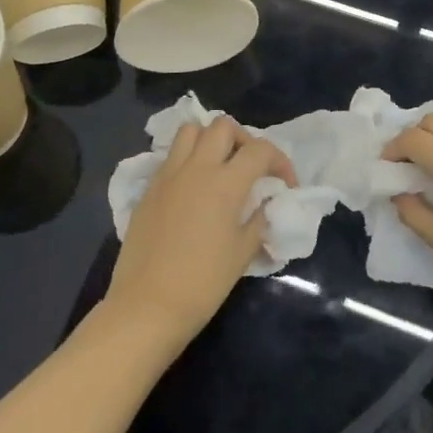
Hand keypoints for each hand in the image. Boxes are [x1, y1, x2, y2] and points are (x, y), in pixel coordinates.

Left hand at [106, 117, 296, 348]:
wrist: (146, 306)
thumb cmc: (202, 284)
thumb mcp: (242, 253)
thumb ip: (258, 220)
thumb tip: (264, 206)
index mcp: (225, 183)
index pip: (260, 150)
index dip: (280, 162)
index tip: (286, 185)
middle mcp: (196, 168)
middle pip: (223, 126)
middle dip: (244, 139)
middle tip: (250, 167)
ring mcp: (168, 174)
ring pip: (191, 130)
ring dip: (210, 139)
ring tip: (219, 166)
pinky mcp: (149, 188)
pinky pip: (171, 155)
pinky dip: (187, 158)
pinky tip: (193, 187)